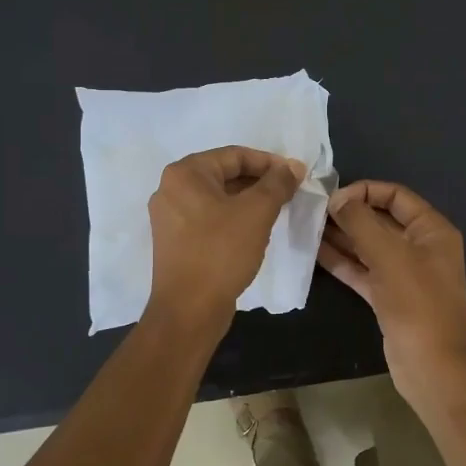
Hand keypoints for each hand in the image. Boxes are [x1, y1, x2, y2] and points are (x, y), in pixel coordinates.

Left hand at [146, 146, 304, 331]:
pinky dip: (233, 218)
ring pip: (218, 198)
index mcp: (185, 174)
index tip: (295, 175)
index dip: (269, 162)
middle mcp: (171, 189)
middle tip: (289, 192)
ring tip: (277, 211)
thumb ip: (277, 183)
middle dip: (259, 182)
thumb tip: (293, 166)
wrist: (189, 310)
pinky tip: (254, 231)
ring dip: (248, 201)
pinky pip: (209, 218)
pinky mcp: (175, 241)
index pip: (234, 155)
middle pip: (224, 174)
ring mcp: (170, 218)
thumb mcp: (257, 212)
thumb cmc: (221, 252)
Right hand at [319, 180, 465, 405]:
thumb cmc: (416, 303)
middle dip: (350, 213)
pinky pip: (364, 271)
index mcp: (432, 231)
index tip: (334, 196)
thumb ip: (361, 222)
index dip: (366, 191)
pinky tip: (316, 252)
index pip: (397, 196)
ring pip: (370, 247)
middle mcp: (421, 247)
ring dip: (342, 236)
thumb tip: (338, 198)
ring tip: (308, 226)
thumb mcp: (389, 255)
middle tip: (314, 210)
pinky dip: (343, 262)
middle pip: (382, 220)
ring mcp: (405, 274)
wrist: (432, 367)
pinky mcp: (389, 297)